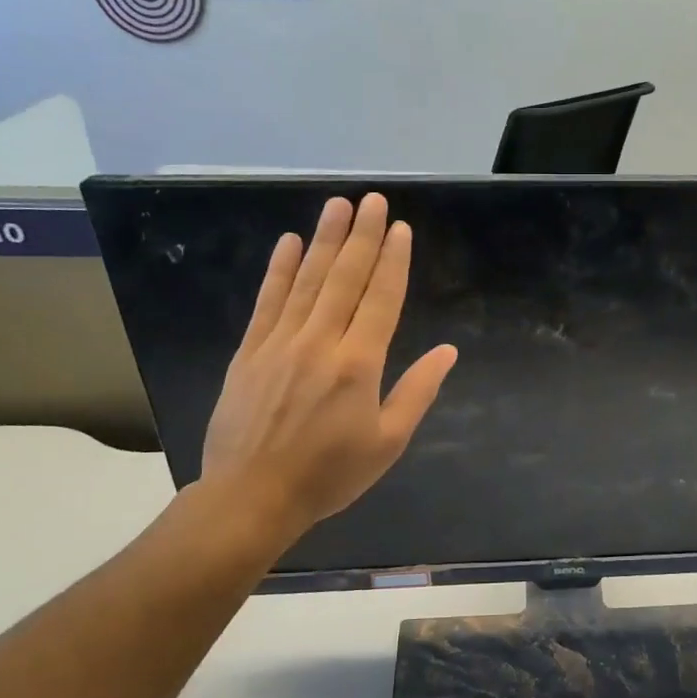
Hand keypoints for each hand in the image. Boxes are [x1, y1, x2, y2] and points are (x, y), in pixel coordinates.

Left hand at [191, 193, 456, 565]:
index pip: (381, 299)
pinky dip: (279, 270)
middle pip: (345, 278)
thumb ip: (417, 391)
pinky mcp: (249, 352)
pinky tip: (288, 242)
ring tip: (338, 205)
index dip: (393, 261)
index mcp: (359, 363)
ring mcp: (280, 343)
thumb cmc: (329, 474)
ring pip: (307, 281)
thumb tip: (447, 352)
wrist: (251, 497)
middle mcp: (320, 342)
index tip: (400, 228)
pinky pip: (268, 302)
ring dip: (325, 240)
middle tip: (373, 200)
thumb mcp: (388, 442)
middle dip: (363, 236)